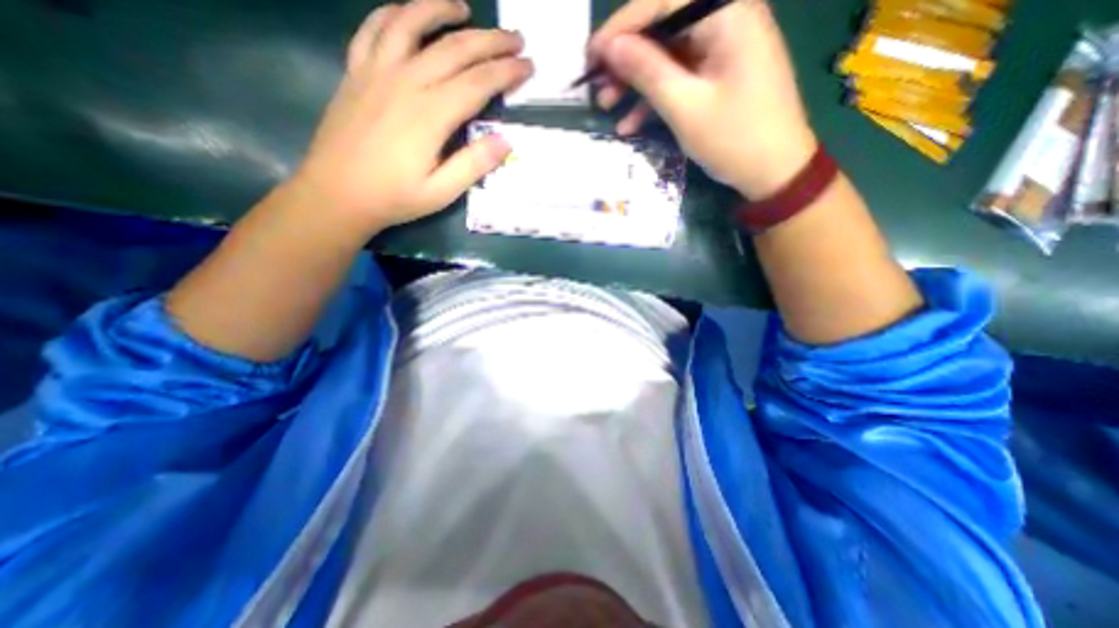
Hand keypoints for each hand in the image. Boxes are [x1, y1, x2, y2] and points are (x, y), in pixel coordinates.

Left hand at [287, 0, 532, 231]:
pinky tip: (408, 12)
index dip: (507, 72)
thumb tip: (505, 141)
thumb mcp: (441, 192)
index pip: (478, 82)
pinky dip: (394, 13)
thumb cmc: (394, 197)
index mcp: (431, 115)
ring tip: (464, 9)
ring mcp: (377, 72)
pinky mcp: (356, 72)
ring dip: (441, 9)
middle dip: (490, 41)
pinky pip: (374, 28)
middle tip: (515, 38)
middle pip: (454, 49)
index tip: (528, 66)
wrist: (336, 194)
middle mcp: (406, 82)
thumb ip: (474, 165)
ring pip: (412, 23)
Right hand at [588, 0, 817, 197]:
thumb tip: (610, 47)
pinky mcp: (718, 75)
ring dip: (635, 81)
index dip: (622, 26)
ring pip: (667, 54)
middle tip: (597, 85)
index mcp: (727, 13)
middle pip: (663, 27)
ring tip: (607, 106)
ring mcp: (722, 49)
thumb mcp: (685, 107)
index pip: (663, 1)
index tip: (590, 54)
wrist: (775, 171)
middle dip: (626, 57)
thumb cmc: (735, 139)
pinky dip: (654, 98)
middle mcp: (726, 19)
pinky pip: (679, 77)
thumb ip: (648, 72)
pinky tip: (630, 124)